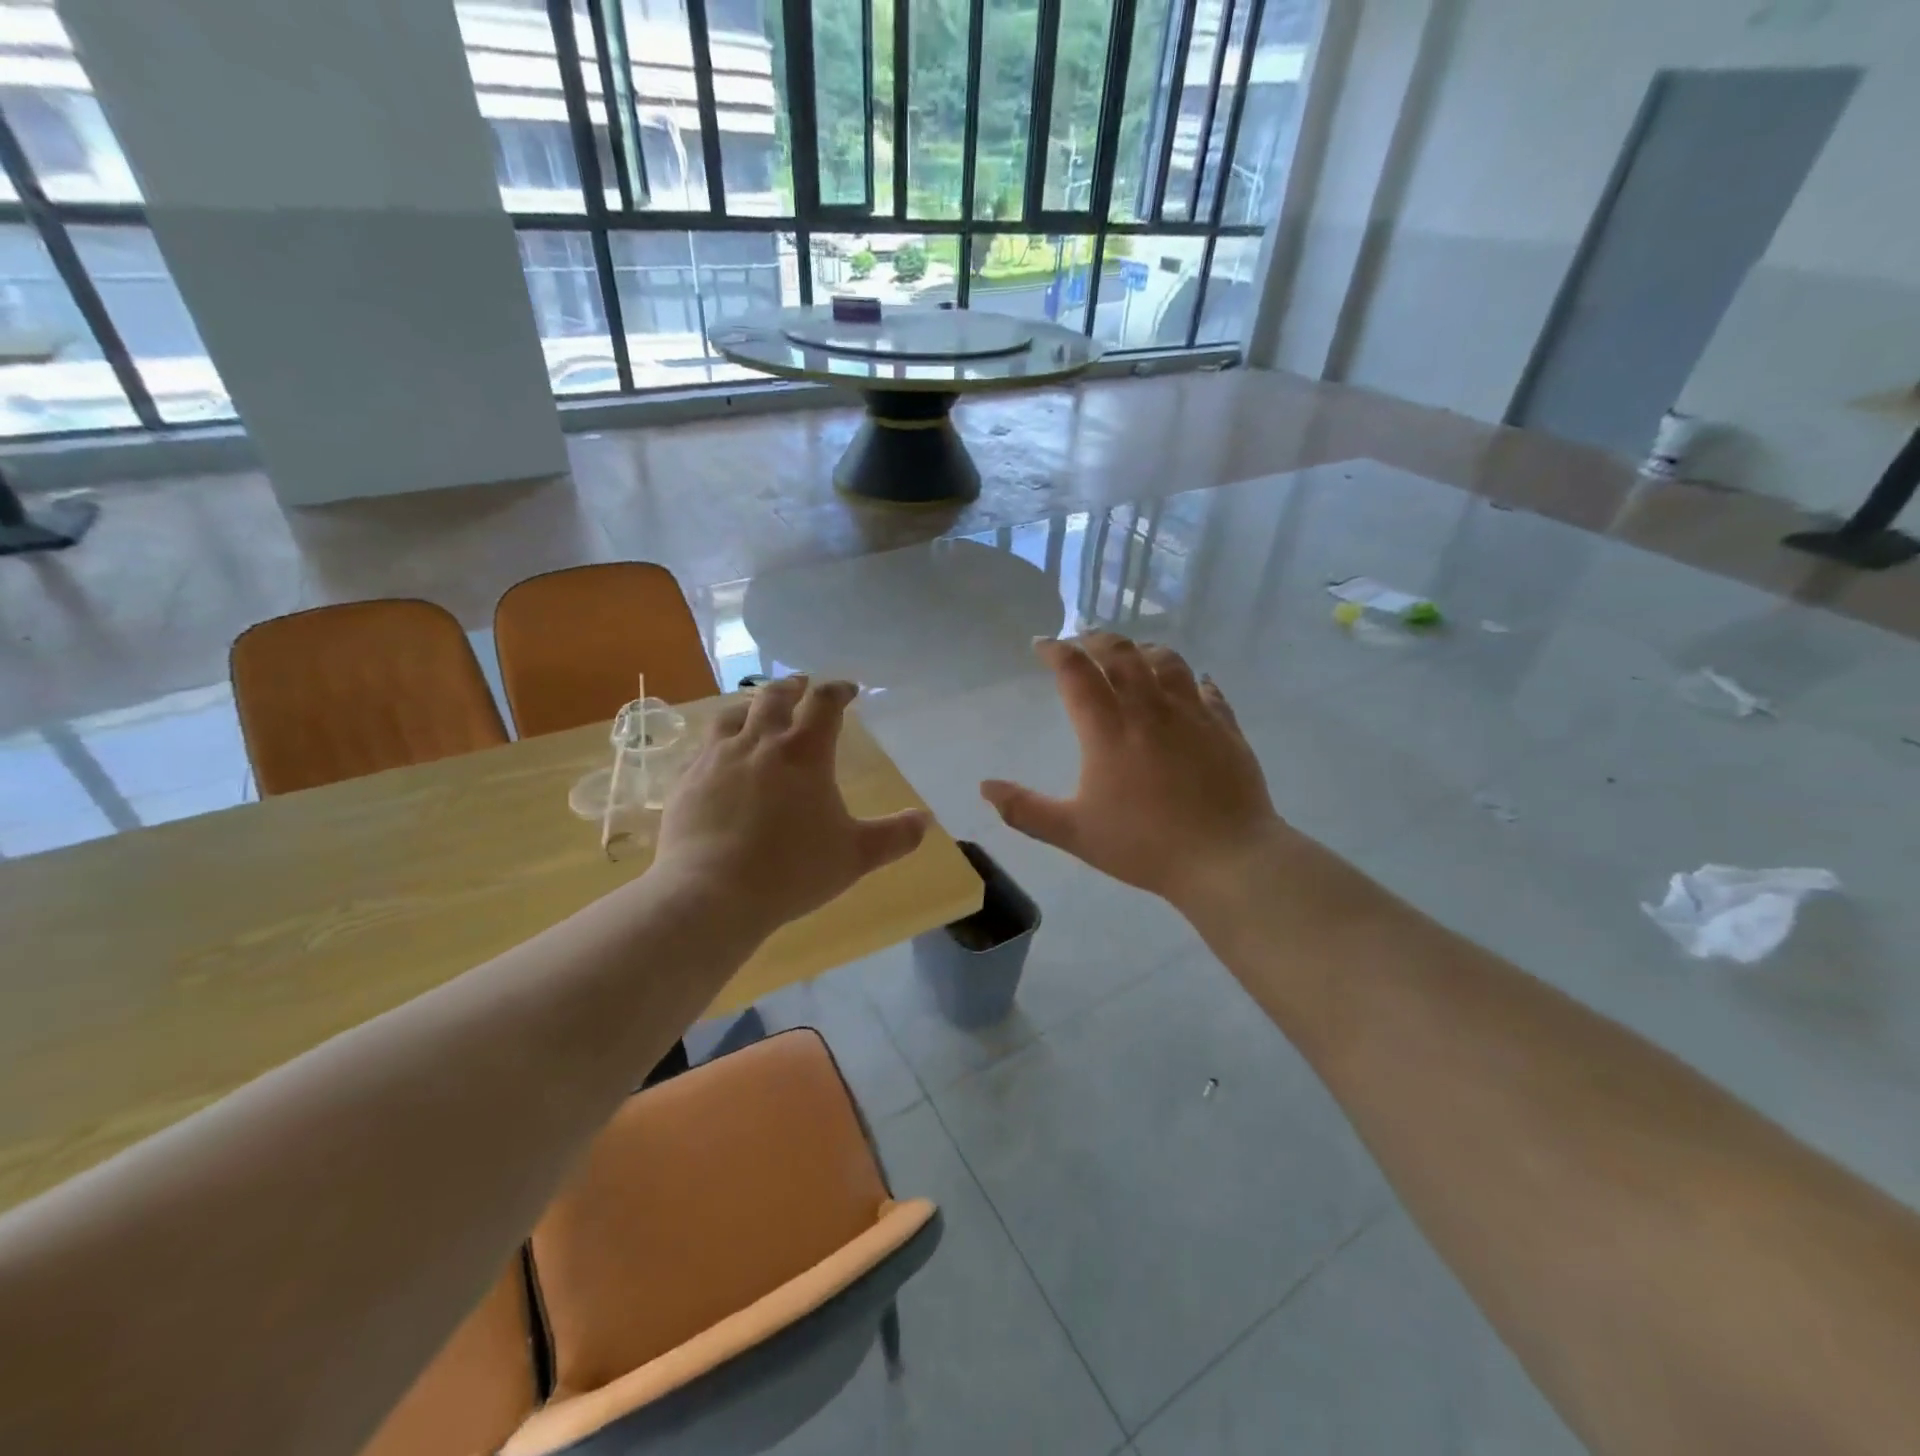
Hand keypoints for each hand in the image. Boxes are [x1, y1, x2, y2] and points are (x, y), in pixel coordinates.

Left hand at [653, 677, 929, 940]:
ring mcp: (716, 758)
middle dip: (792, 687)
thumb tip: (925, 820)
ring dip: (750, 706)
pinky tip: (718, 757)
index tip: (848, 690)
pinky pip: (703, 747)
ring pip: (732, 714)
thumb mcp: (855, 856)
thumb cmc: (792, 870)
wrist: (710, 894)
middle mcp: (759, 743)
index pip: (825, 704)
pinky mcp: (686, 780)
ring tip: (756, 711)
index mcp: (804, 753)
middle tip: (801, 686)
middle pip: (774, 696)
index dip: (838, 691)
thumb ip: (894, 837)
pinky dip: (718, 741)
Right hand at [980, 634, 1291, 915]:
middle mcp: (1149, 708)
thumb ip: (1025, 809)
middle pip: (1122, 653)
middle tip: (1083, 640)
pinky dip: (1193, 680)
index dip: (1055, 651)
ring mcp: (1192, 713)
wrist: (1226, 858)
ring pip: (1167, 661)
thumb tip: (985, 788)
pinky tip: (1193, 685)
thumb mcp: (1074, 833)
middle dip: (1097, 640)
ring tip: (1134, 655)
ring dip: (1143, 651)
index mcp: (1108, 729)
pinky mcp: (1225, 727)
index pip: (1076, 671)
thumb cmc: (1144, 845)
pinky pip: (1208, 690)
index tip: (1042, 644)